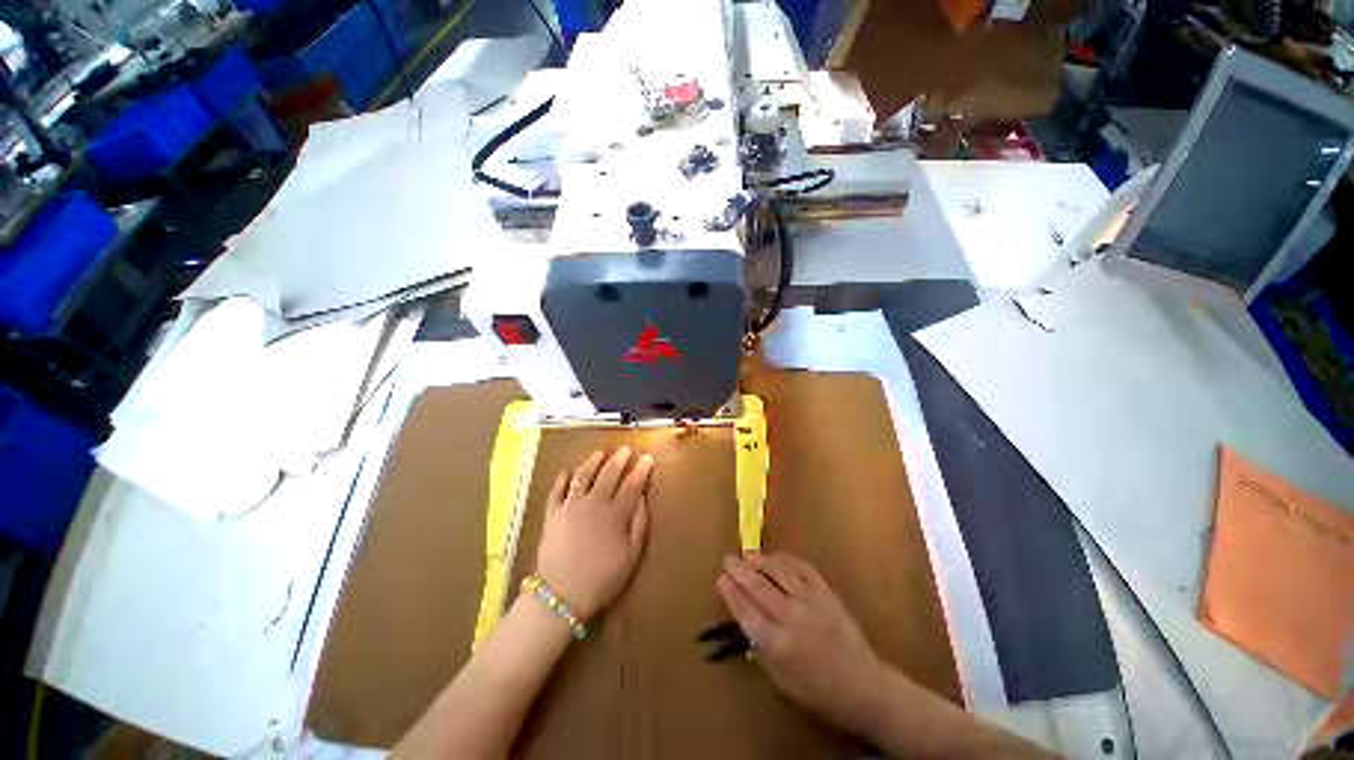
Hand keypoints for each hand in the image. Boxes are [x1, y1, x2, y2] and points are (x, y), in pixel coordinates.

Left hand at [534, 447, 652, 619]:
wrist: (561, 595)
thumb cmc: (602, 579)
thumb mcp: (631, 555)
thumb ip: (639, 524)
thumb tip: (642, 499)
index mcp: (615, 513)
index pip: (632, 484)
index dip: (641, 469)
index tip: (647, 457)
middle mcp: (594, 502)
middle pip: (608, 473)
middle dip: (619, 458)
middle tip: (625, 448)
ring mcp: (571, 506)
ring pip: (583, 475)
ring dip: (592, 461)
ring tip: (600, 453)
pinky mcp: (552, 513)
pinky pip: (556, 490)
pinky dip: (562, 479)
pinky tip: (566, 472)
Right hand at [716, 552, 883, 733]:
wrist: (863, 686)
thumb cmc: (816, 690)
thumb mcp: (780, 679)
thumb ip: (759, 647)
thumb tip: (743, 617)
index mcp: (779, 646)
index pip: (747, 612)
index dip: (731, 592)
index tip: (721, 578)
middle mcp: (793, 619)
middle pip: (759, 587)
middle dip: (740, 570)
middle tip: (728, 559)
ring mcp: (812, 602)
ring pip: (780, 572)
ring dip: (760, 561)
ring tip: (747, 555)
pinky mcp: (827, 593)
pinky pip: (803, 568)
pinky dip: (786, 559)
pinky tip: (775, 557)